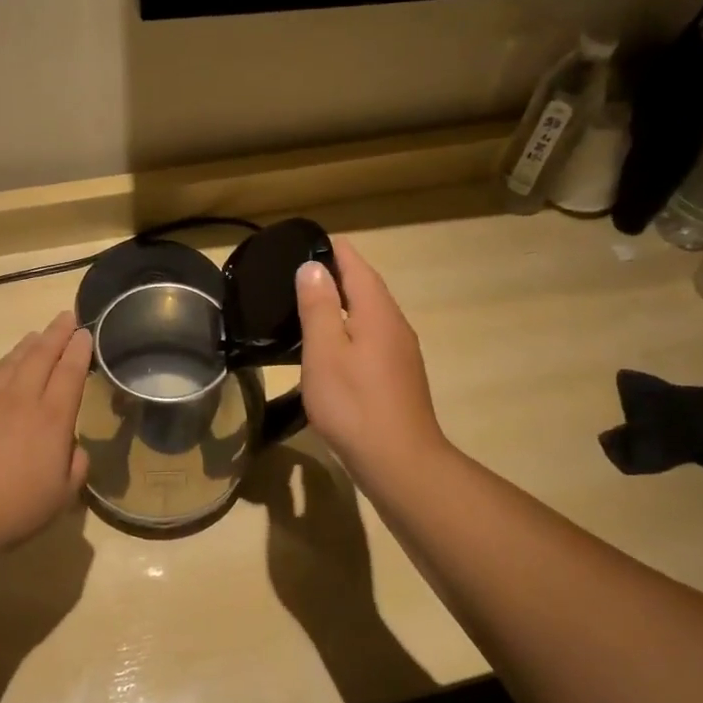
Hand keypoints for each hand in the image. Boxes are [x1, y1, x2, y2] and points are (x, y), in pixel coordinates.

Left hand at [0, 313, 92, 554]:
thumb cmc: (16, 509)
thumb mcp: (62, 495)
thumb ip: (76, 465)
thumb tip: (72, 447)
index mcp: (52, 418)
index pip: (70, 372)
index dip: (79, 350)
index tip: (85, 333)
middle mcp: (21, 399)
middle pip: (41, 356)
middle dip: (56, 334)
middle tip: (66, 317)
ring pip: (11, 362)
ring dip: (27, 345)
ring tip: (37, 335)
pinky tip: (1, 367)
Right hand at [295, 239, 448, 488]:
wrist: (399, 462)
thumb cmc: (354, 404)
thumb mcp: (325, 352)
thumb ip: (319, 307)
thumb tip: (314, 267)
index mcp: (377, 313)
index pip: (357, 266)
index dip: (334, 250)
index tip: (308, 240)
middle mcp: (395, 326)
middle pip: (367, 288)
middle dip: (338, 274)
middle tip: (301, 272)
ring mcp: (401, 353)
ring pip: (371, 315)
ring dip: (345, 304)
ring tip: (311, 304)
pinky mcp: (399, 377)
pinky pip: (373, 339)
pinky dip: (351, 330)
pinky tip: (333, 347)